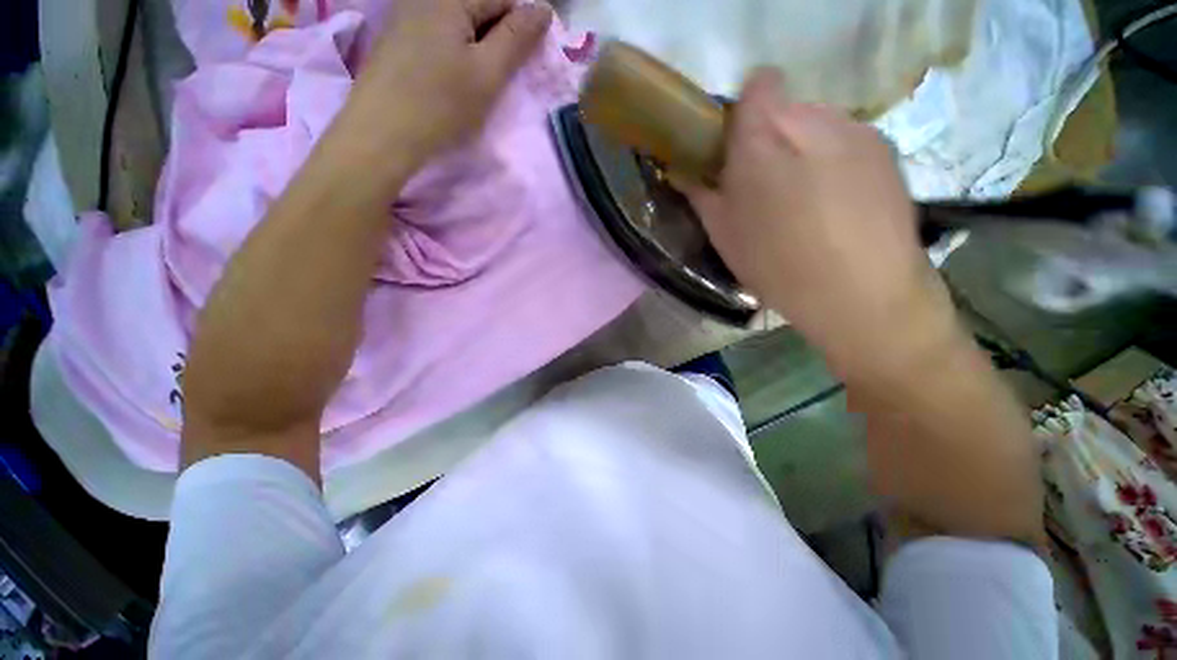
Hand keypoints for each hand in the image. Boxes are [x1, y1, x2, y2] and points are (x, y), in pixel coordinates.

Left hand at [331, 0, 552, 175]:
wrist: (369, 147)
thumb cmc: (435, 106)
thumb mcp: (490, 70)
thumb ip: (521, 33)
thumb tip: (542, 7)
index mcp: (449, 0)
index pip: (505, 0)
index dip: (517, 29)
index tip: (510, 62)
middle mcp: (422, 2)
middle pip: (477, 8)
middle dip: (492, 35)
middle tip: (487, 73)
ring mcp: (401, 21)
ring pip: (455, 25)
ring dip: (470, 46)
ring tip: (463, 80)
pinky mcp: (388, 44)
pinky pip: (431, 36)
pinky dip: (445, 53)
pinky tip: (439, 80)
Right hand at [688, 70, 958, 380]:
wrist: (874, 299)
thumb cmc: (790, 269)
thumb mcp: (728, 237)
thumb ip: (703, 190)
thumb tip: (687, 169)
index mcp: (765, 130)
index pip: (758, 83)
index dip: (751, 104)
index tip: (750, 138)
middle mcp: (811, 115)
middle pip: (791, 108)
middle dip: (784, 134)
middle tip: (787, 180)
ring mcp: (854, 129)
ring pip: (826, 125)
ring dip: (819, 146)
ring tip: (828, 197)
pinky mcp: (886, 150)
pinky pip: (856, 142)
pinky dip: (850, 161)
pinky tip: (856, 203)